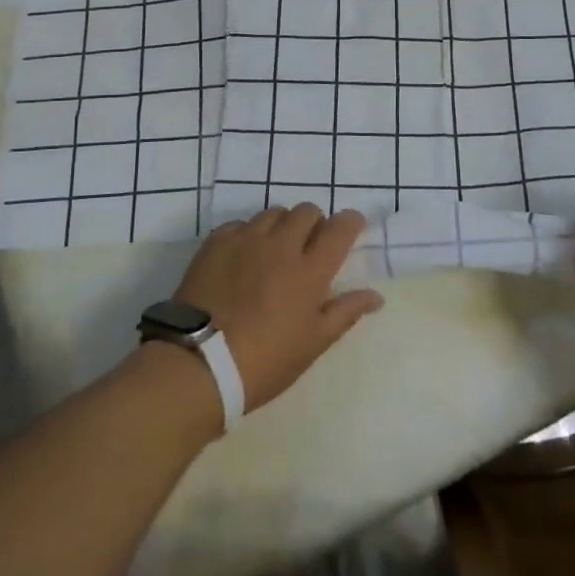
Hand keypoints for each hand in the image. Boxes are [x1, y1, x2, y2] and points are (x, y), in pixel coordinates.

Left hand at [173, 203, 383, 412]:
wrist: (199, 364)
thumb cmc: (265, 361)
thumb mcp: (313, 344)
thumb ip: (346, 312)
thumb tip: (376, 296)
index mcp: (310, 269)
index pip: (341, 227)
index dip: (351, 222)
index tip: (351, 229)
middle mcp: (281, 244)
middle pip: (307, 211)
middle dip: (314, 223)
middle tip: (309, 247)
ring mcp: (246, 239)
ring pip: (274, 213)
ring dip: (282, 226)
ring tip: (275, 251)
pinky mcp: (217, 242)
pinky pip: (241, 223)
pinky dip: (249, 234)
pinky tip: (244, 257)